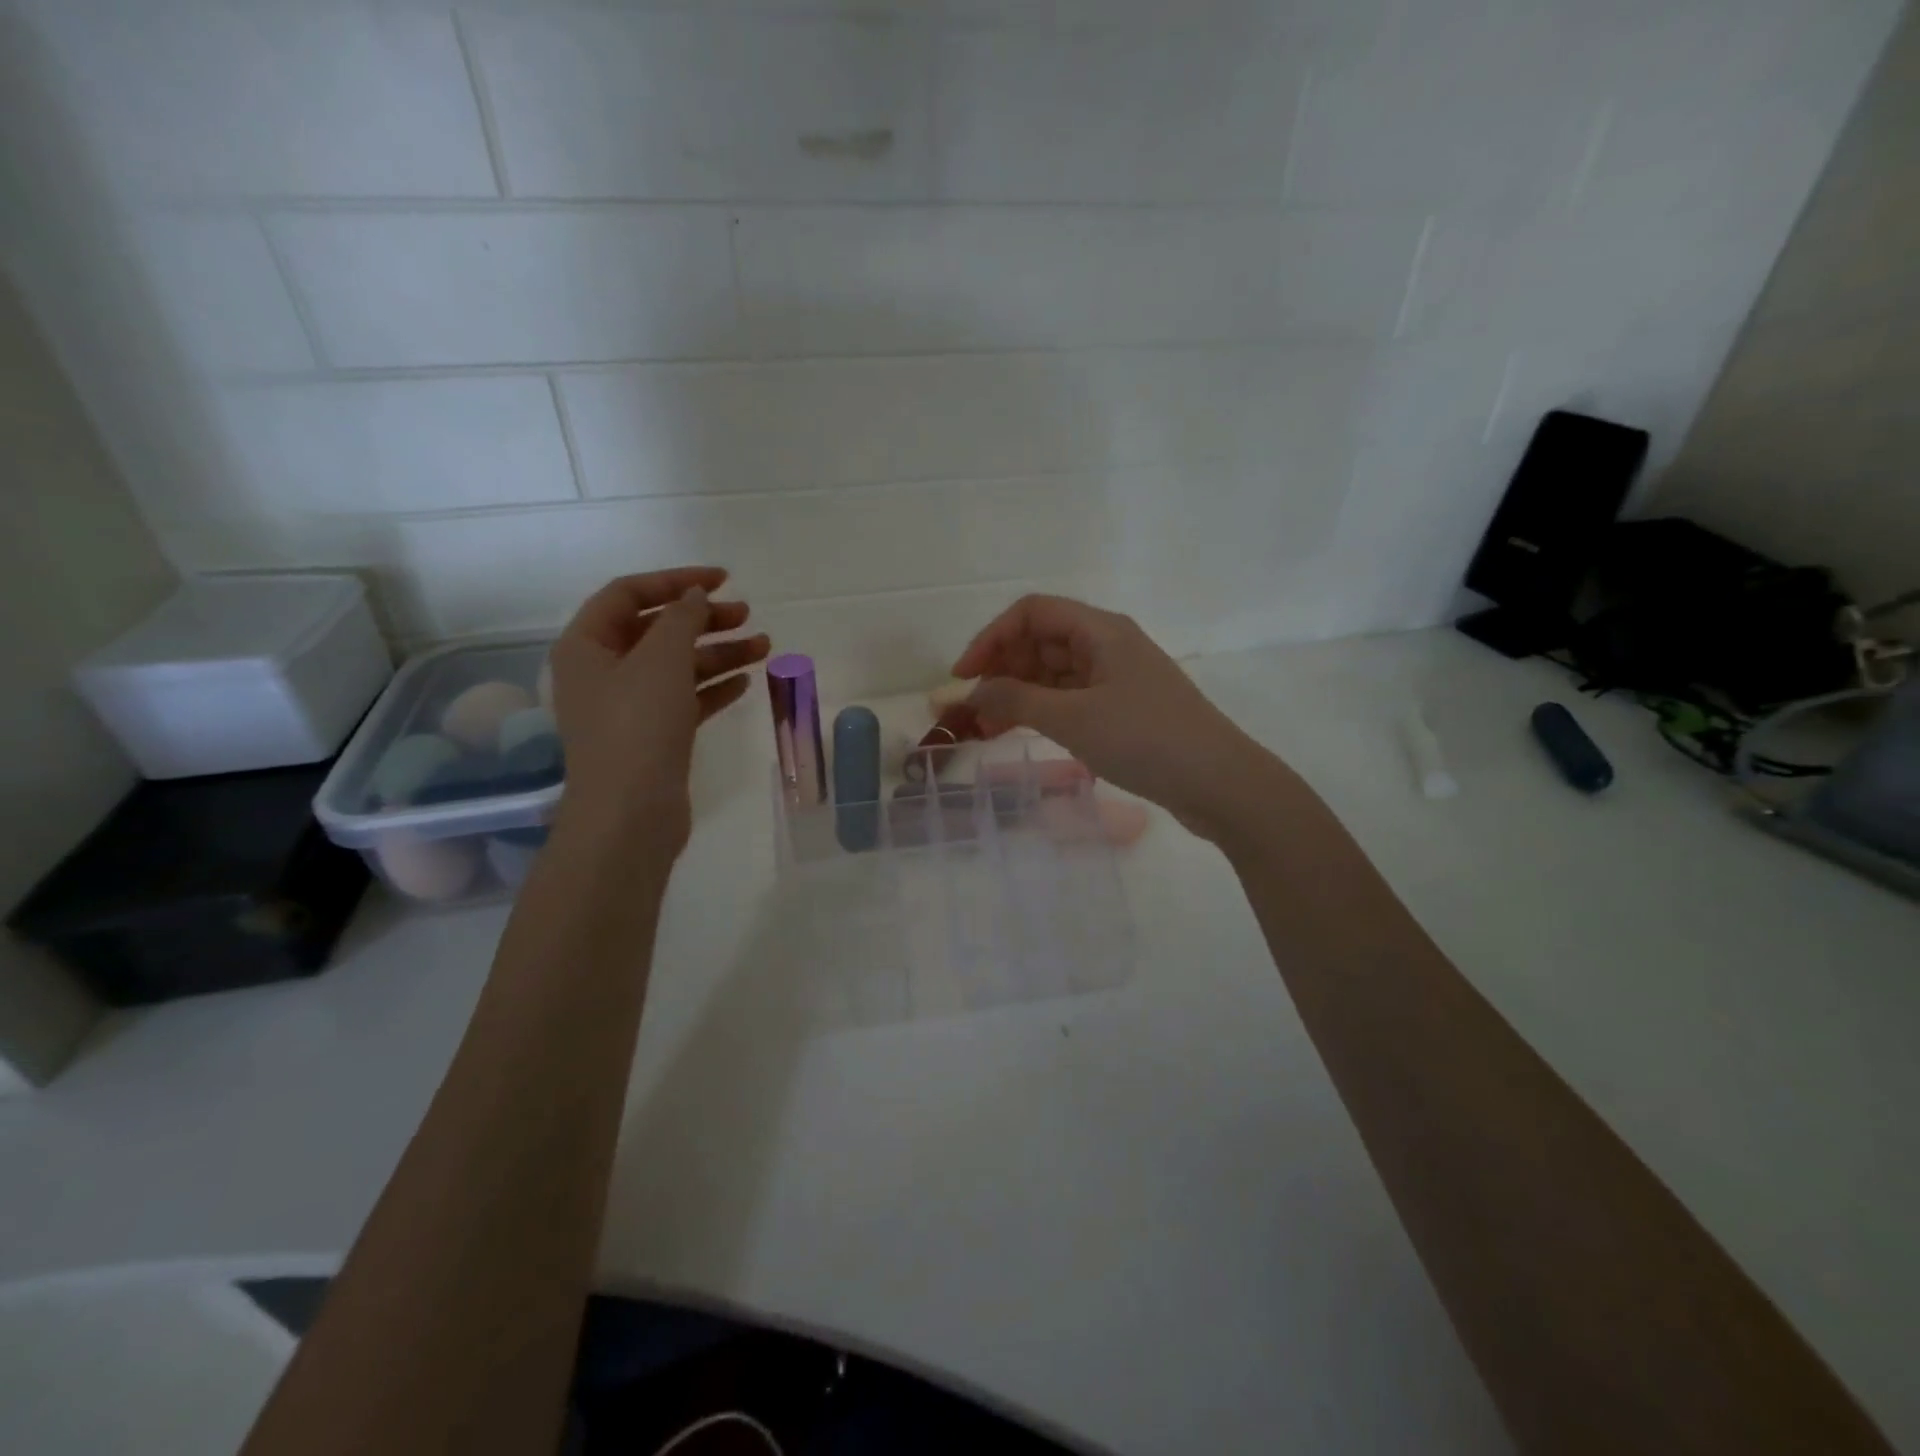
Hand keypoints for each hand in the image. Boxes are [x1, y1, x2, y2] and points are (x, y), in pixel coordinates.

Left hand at [548, 567, 768, 855]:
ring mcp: (628, 707)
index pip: (629, 594)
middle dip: (704, 619)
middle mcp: (602, 672)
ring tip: (764, 647)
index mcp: (587, 646)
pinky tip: (746, 682)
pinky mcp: (653, 736)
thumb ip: (680, 619)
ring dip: (718, 653)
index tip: (723, 579)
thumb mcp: (660, 660)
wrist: (630, 814)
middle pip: (657, 630)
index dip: (676, 580)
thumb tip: (694, 596)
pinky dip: (713, 687)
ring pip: (677, 667)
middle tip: (747, 615)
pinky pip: (685, 699)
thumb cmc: (637, 727)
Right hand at [954, 594, 1274, 841]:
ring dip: (1017, 695)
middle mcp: (1107, 645)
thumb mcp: (1072, 719)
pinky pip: (1070, 699)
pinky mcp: (1122, 709)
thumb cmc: (1145, 740)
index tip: (962, 677)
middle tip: (970, 711)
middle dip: (1000, 670)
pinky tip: (1021, 733)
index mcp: (1100, 630)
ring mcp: (1116, 678)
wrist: (1219, 783)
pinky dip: (1041, 712)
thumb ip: (1015, 701)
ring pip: (1053, 674)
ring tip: (985, 730)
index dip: (991, 639)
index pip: (1031, 613)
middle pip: (1040, 642)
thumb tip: (972, 694)